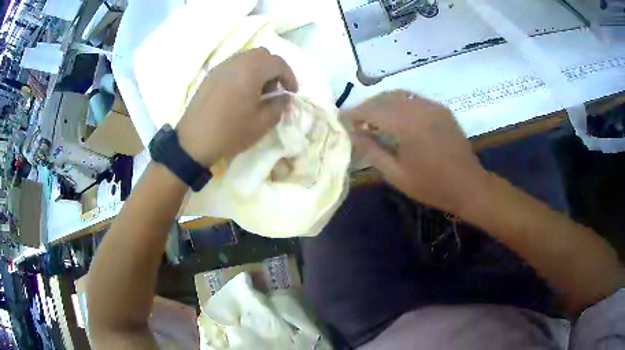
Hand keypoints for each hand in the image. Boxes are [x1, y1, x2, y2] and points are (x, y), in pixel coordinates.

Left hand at [176, 48, 297, 167]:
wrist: (194, 142)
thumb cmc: (230, 132)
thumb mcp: (263, 123)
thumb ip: (279, 105)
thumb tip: (284, 96)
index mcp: (251, 70)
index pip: (278, 63)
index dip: (289, 76)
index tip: (291, 92)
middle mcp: (236, 62)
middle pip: (262, 54)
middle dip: (273, 69)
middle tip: (274, 89)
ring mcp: (221, 67)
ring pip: (246, 57)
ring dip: (258, 69)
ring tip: (257, 90)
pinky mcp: (210, 75)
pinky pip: (233, 65)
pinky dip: (243, 72)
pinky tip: (240, 92)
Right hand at [345, 91, 490, 214]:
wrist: (468, 185)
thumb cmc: (431, 186)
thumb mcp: (396, 174)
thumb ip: (372, 151)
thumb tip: (353, 134)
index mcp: (406, 124)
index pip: (372, 110)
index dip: (354, 113)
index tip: (341, 119)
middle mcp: (418, 107)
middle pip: (384, 97)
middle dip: (367, 106)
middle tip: (356, 121)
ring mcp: (432, 106)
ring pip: (399, 95)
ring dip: (382, 103)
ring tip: (374, 119)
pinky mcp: (441, 109)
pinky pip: (414, 100)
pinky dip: (400, 104)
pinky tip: (397, 118)